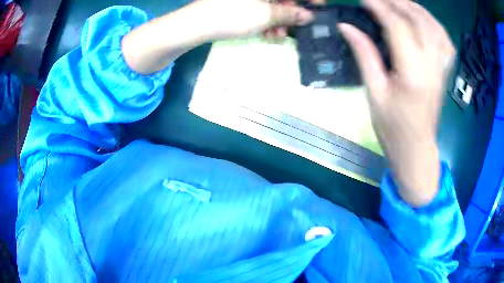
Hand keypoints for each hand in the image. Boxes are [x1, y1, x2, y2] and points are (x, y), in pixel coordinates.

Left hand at [194, 0, 313, 39]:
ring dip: (278, 20)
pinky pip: (258, 8)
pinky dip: (264, 20)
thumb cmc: (232, 16)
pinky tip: (265, 32)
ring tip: (276, 35)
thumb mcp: (266, 16)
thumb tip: (309, 16)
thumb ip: (290, 14)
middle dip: (290, 13)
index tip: (319, 8)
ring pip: (271, 5)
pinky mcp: (239, 3)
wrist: (195, 25)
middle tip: (295, 28)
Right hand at [338, 0, 455, 205]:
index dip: (379, 7)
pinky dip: (434, 24)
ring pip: (434, 26)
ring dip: (416, 8)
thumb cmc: (392, 127)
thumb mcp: (374, 93)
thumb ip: (364, 55)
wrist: (416, 149)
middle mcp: (432, 66)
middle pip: (418, 20)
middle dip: (397, 2)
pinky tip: (423, 19)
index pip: (398, 27)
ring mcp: (442, 68)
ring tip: (399, 2)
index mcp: (412, 73)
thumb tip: (346, 26)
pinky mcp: (445, 71)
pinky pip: (445, 40)